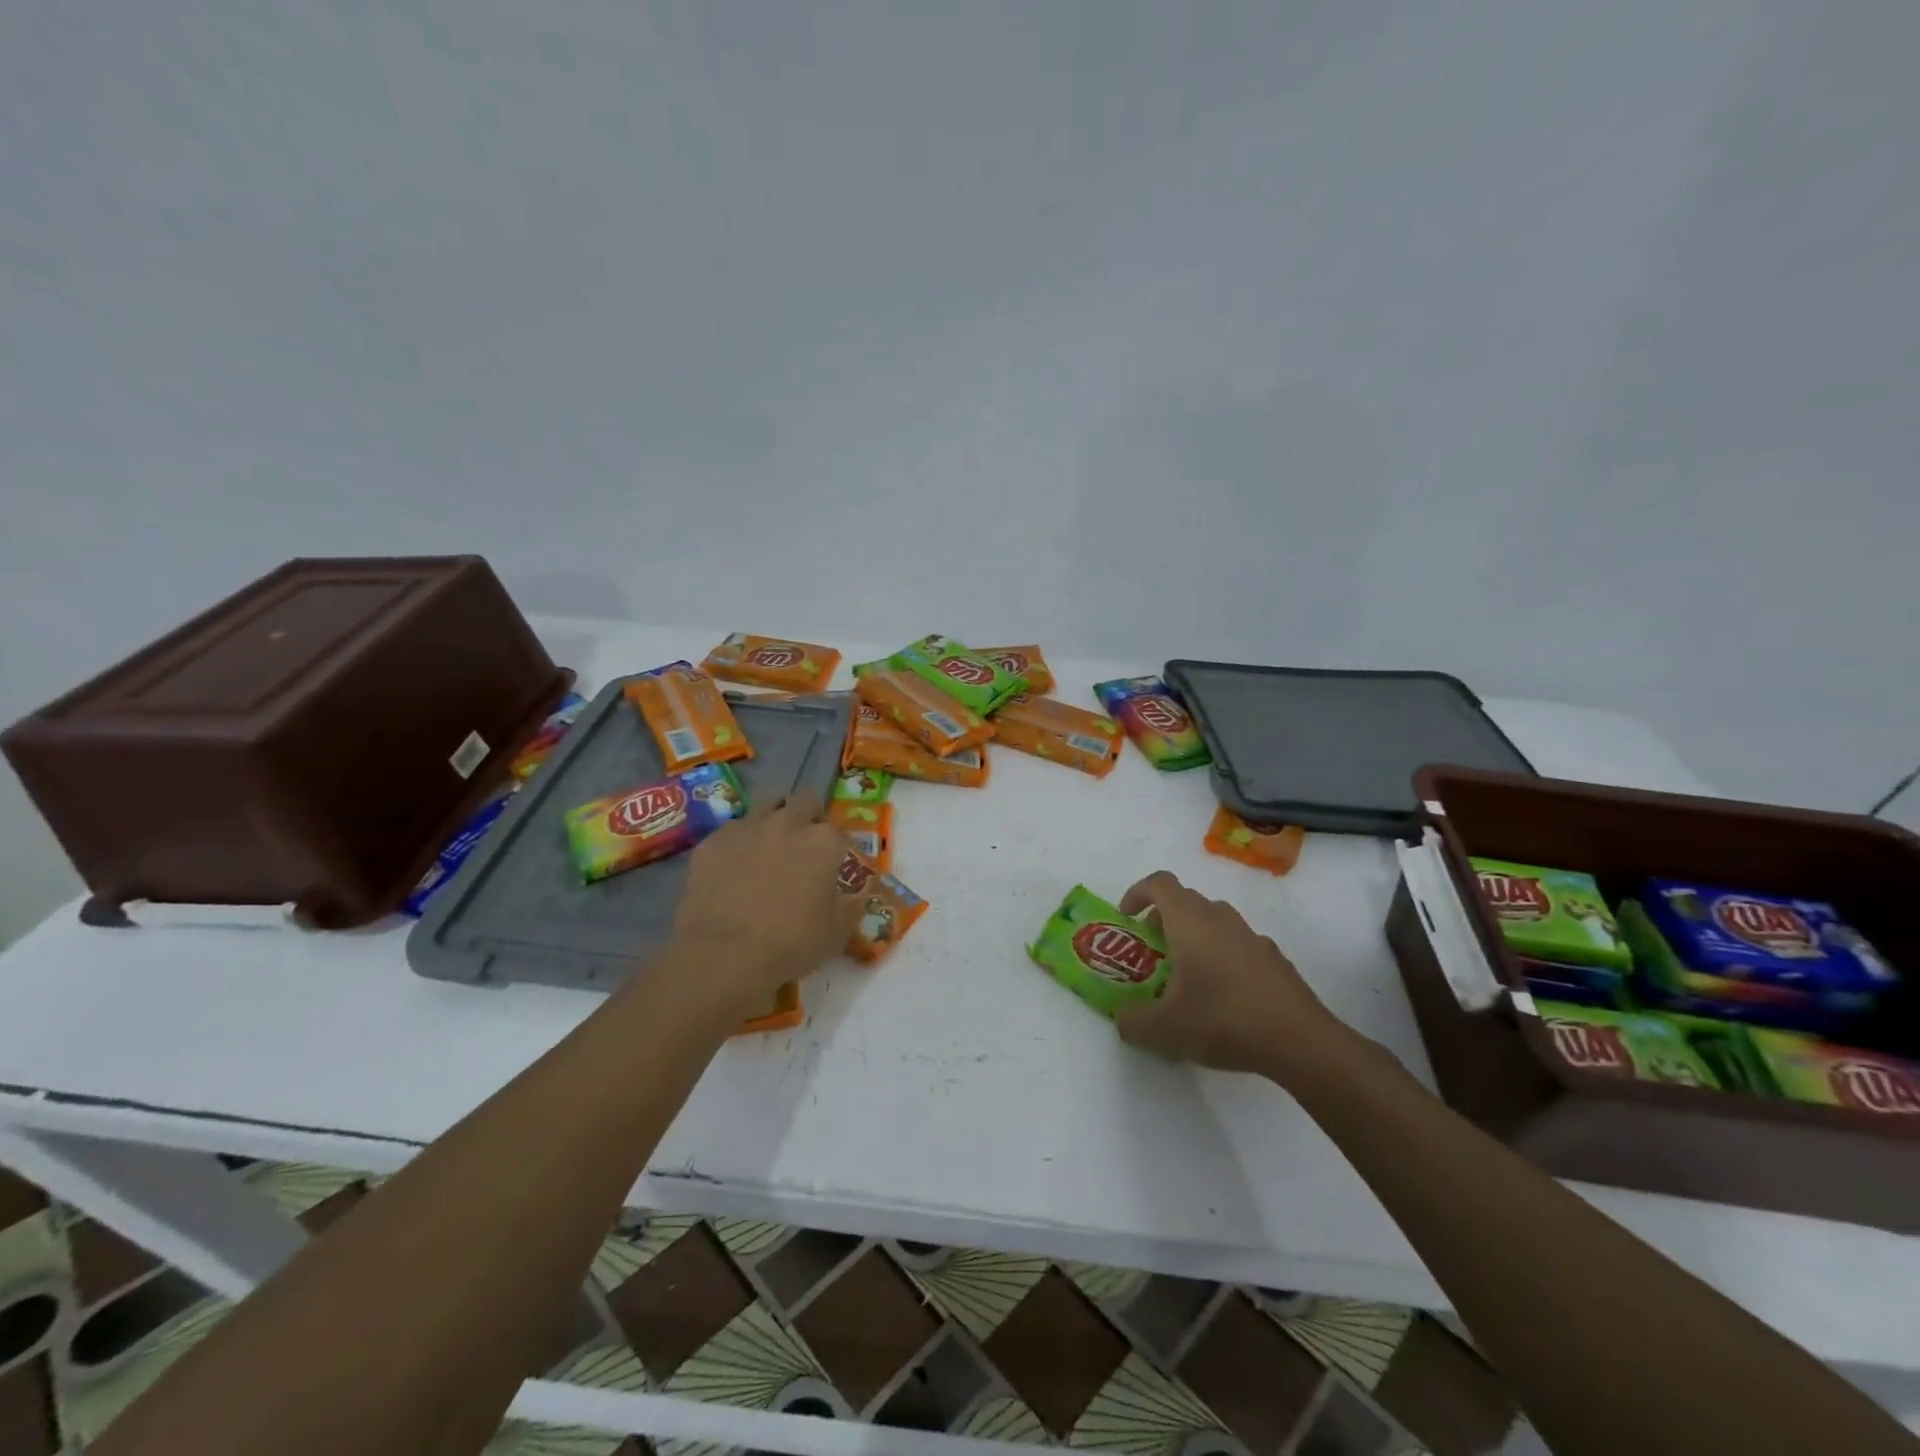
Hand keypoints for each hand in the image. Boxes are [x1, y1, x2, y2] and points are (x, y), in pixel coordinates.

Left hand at [670, 792, 861, 1008]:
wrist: (723, 956)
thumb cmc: (790, 944)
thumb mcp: (838, 932)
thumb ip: (852, 904)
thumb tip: (857, 894)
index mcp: (823, 842)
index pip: (841, 832)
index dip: (841, 849)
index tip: (838, 866)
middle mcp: (787, 823)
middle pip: (805, 801)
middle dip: (810, 816)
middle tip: (806, 844)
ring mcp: (747, 828)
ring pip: (767, 805)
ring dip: (775, 819)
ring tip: (771, 845)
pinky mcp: (712, 842)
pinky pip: (732, 831)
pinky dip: (740, 843)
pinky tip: (735, 867)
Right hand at [1113, 870, 1352, 1082]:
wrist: (1301, 1041)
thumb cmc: (1224, 1020)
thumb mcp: (1165, 1029)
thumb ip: (1133, 1022)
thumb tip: (1123, 1020)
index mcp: (1189, 921)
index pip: (1159, 883)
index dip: (1137, 893)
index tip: (1127, 919)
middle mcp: (1220, 918)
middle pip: (1185, 900)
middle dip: (1162, 918)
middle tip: (1152, 951)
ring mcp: (1251, 936)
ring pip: (1213, 920)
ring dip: (1193, 935)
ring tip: (1185, 974)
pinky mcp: (1273, 958)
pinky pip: (1237, 942)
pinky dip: (1221, 955)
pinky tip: (1222, 994)